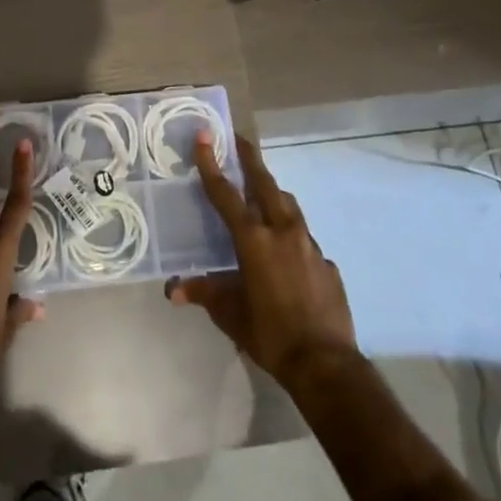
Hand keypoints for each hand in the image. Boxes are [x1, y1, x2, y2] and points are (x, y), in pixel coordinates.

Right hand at [168, 134, 357, 389]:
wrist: (325, 363)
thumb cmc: (269, 334)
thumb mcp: (230, 314)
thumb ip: (205, 293)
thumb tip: (174, 289)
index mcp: (254, 240)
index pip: (226, 194)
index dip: (212, 165)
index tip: (205, 137)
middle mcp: (283, 232)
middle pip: (265, 184)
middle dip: (250, 159)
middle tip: (239, 140)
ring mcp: (309, 245)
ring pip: (289, 205)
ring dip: (272, 192)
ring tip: (261, 190)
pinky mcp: (327, 263)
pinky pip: (304, 238)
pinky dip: (290, 233)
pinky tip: (285, 251)